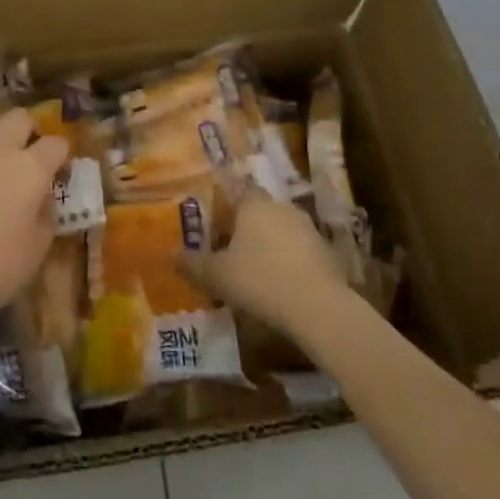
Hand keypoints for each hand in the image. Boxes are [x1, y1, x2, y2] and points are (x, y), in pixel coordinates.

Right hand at [178, 192, 351, 340]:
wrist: (318, 307)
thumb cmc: (259, 280)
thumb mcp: (217, 276)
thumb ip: (193, 264)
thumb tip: (172, 255)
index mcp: (254, 205)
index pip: (239, 191)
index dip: (228, 206)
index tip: (218, 224)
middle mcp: (282, 208)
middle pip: (261, 210)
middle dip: (248, 227)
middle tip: (232, 248)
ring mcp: (308, 228)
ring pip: (282, 230)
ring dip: (271, 244)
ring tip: (256, 269)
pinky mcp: (327, 251)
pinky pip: (300, 250)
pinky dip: (290, 261)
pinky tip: (282, 284)